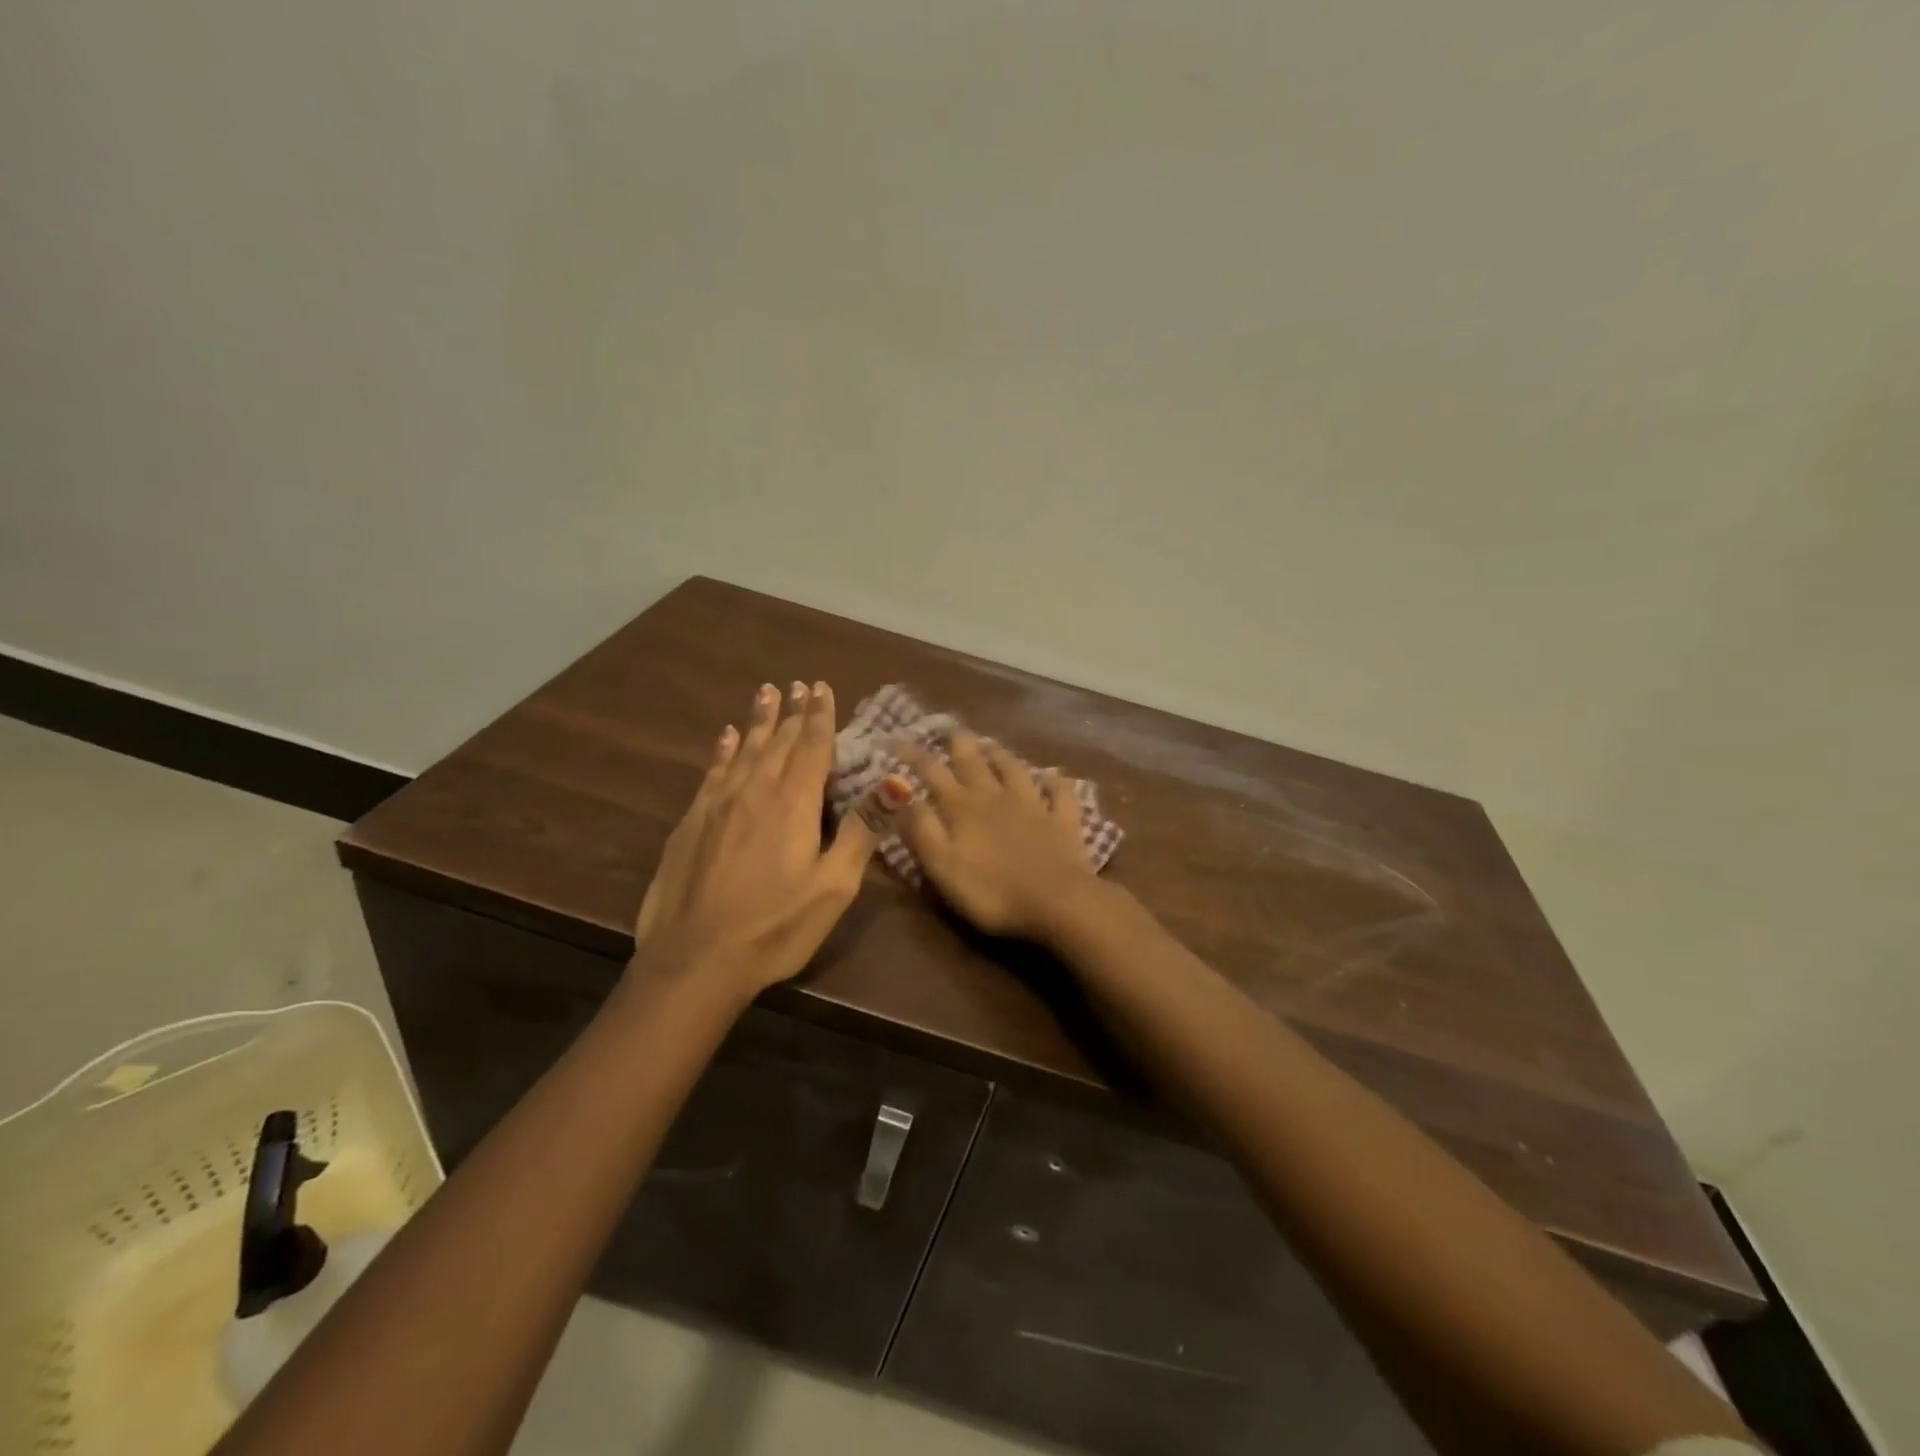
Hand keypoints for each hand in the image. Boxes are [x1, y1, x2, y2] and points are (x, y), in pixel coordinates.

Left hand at [635, 681, 875, 994]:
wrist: (695, 959)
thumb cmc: (776, 926)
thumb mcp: (834, 885)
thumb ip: (863, 830)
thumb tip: (897, 781)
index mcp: (794, 803)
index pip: (811, 746)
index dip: (819, 716)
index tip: (821, 688)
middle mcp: (755, 791)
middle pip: (778, 742)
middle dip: (792, 712)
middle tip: (798, 685)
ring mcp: (718, 804)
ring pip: (744, 750)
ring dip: (759, 721)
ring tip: (766, 693)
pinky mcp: (692, 822)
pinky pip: (713, 772)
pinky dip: (723, 750)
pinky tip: (726, 736)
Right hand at [893, 733, 1099, 941]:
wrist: (1057, 901)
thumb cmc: (991, 891)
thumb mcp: (942, 865)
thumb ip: (921, 828)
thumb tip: (902, 794)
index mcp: (962, 807)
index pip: (931, 772)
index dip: (912, 754)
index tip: (894, 739)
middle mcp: (996, 797)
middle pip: (974, 762)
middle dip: (958, 743)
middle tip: (949, 727)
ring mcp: (1033, 805)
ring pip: (1015, 770)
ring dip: (1001, 754)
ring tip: (991, 744)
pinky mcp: (1063, 821)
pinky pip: (1060, 793)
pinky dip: (1055, 782)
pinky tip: (1053, 775)